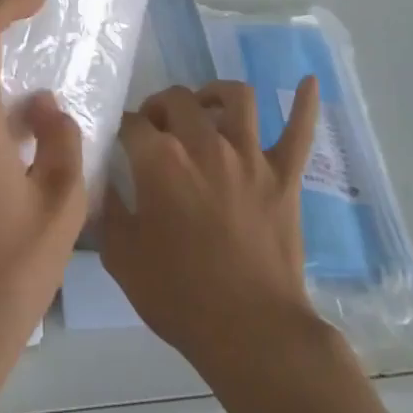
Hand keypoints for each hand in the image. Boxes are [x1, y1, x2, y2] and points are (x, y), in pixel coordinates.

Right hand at [101, 79, 322, 381]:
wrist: (251, 332)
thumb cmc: (180, 296)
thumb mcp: (121, 258)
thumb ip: (108, 211)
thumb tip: (104, 183)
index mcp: (160, 160)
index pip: (132, 123)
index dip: (122, 129)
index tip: (120, 142)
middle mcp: (204, 144)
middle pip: (178, 99)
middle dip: (160, 106)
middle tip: (156, 127)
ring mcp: (250, 156)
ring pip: (236, 98)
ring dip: (216, 94)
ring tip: (206, 106)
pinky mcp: (285, 175)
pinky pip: (299, 130)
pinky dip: (305, 104)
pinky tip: (308, 81)